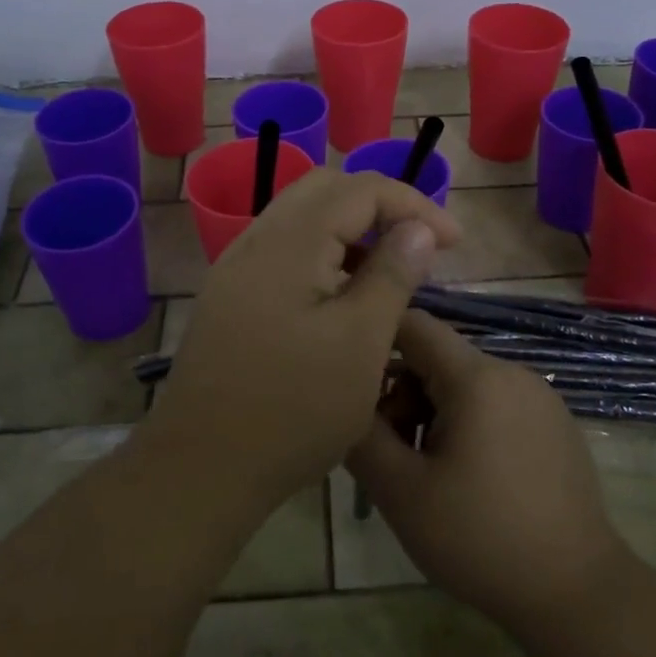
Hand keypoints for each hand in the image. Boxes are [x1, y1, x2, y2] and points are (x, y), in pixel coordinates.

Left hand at [151, 169, 460, 507]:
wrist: (201, 467)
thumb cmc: (294, 409)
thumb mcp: (361, 343)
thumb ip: (392, 275)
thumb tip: (418, 228)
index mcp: (289, 243)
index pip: (360, 189)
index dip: (414, 205)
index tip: (454, 243)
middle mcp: (257, 240)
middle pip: (325, 190)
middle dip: (380, 207)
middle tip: (417, 246)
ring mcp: (236, 268)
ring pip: (301, 218)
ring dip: (350, 229)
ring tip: (387, 271)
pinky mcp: (230, 296)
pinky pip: (284, 250)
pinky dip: (322, 254)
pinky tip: (341, 295)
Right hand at [347, 310, 628, 636]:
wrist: (576, 593)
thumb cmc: (480, 537)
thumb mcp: (401, 492)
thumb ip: (362, 436)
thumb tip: (346, 402)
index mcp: (476, 377)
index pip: (415, 324)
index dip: (377, 342)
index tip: (355, 386)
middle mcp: (512, 372)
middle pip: (438, 358)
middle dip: (404, 394)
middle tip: (393, 452)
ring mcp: (540, 397)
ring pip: (466, 383)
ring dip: (434, 413)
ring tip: (429, 472)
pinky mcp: (555, 424)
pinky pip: (496, 404)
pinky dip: (469, 424)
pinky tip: (470, 479)